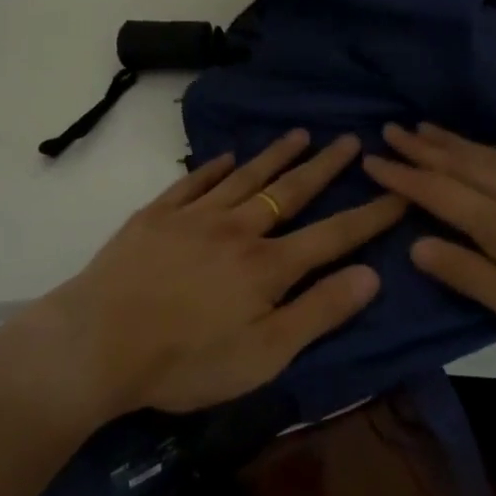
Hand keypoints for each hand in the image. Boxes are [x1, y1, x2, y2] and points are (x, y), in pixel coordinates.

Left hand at [38, 130, 404, 416]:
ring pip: (244, 177)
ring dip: (275, 155)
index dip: (370, 214)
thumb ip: (319, 313)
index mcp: (268, 266)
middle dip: (325, 166)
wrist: (97, 343)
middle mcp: (237, 229)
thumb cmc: (185, 361)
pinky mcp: (156, 215)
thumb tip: (372, 276)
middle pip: (290, 191)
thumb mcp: (264, 355)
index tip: (398, 191)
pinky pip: (192, 182)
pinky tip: (225, 157)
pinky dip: (212, 167)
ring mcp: (194, 216)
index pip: (333, 234)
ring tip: (299, 134)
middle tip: (350, 139)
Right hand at [363, 123, 495, 369]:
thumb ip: (471, 275)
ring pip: (492, 156)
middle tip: (391, 129)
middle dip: (423, 148)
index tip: (372, 160)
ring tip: (427, 128)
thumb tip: (417, 245)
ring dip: (454, 142)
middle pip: (464, 164)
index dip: (404, 177)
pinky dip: (491, 149)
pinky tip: (489, 151)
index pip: (441, 194)